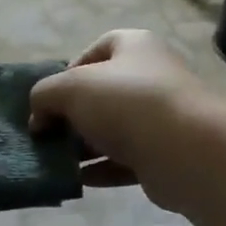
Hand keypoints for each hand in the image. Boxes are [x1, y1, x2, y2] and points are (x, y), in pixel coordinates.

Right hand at [29, 30, 215, 208]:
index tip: (51, 97)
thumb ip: (44, 96)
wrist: (186, 150)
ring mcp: (161, 117)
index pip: (97, 49)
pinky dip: (101, 169)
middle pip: (102, 93)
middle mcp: (152, 76)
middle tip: (48, 132)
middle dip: (72, 113)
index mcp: (134, 46)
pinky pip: (125, 160)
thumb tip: (39, 118)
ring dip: (84, 145)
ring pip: (113, 129)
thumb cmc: (126, 102)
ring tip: (56, 159)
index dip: (69, 70)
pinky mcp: (164, 154)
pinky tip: (78, 179)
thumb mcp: (69, 88)